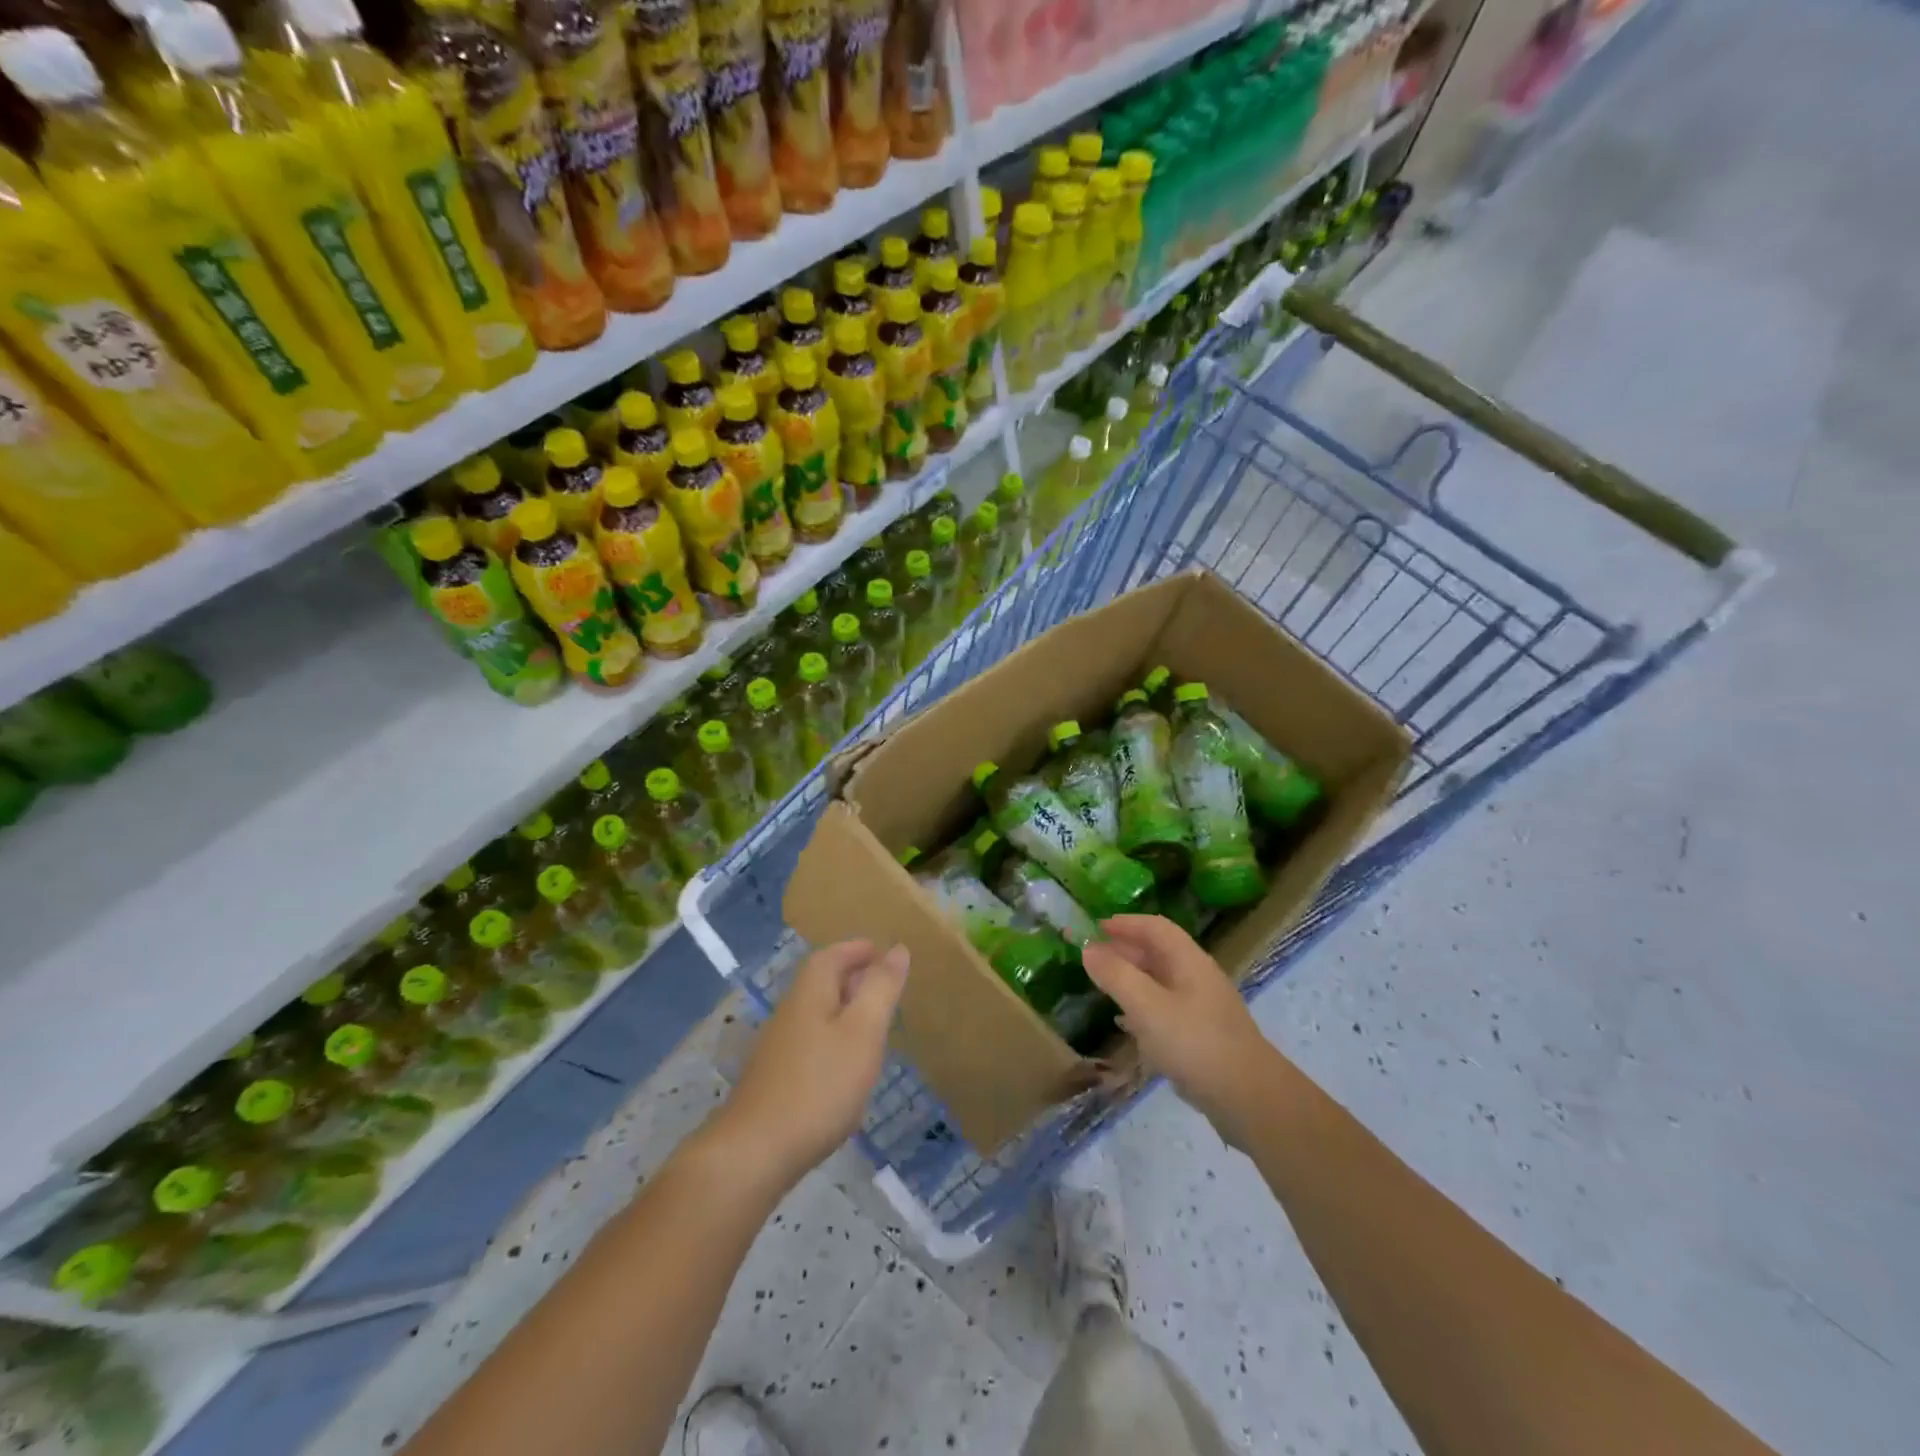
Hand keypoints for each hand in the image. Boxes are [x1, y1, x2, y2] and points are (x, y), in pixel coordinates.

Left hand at [710, 940, 908, 1191]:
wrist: (754, 1153)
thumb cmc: (819, 1085)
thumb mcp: (862, 1033)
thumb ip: (881, 989)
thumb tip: (898, 949)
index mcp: (809, 995)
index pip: (830, 957)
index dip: (856, 949)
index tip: (882, 952)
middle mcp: (789, 1014)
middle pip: (820, 984)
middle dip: (851, 978)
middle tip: (883, 986)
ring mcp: (777, 1050)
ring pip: (815, 1016)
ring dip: (843, 1011)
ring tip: (872, 1026)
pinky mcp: (774, 1082)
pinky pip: (809, 1045)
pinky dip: (832, 1042)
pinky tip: (845, 1070)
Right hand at [1082, 915, 1280, 1143]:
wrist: (1250, 1100)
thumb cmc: (1196, 1044)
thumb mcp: (1148, 1007)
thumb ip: (1117, 976)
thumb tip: (1089, 949)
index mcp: (1189, 962)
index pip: (1156, 928)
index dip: (1126, 923)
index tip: (1096, 927)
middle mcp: (1198, 979)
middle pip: (1159, 953)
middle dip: (1125, 951)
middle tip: (1092, 958)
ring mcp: (1203, 1009)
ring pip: (1162, 983)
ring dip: (1133, 980)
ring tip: (1104, 987)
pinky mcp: (1203, 1038)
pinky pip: (1167, 1011)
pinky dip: (1143, 1009)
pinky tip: (1128, 1025)